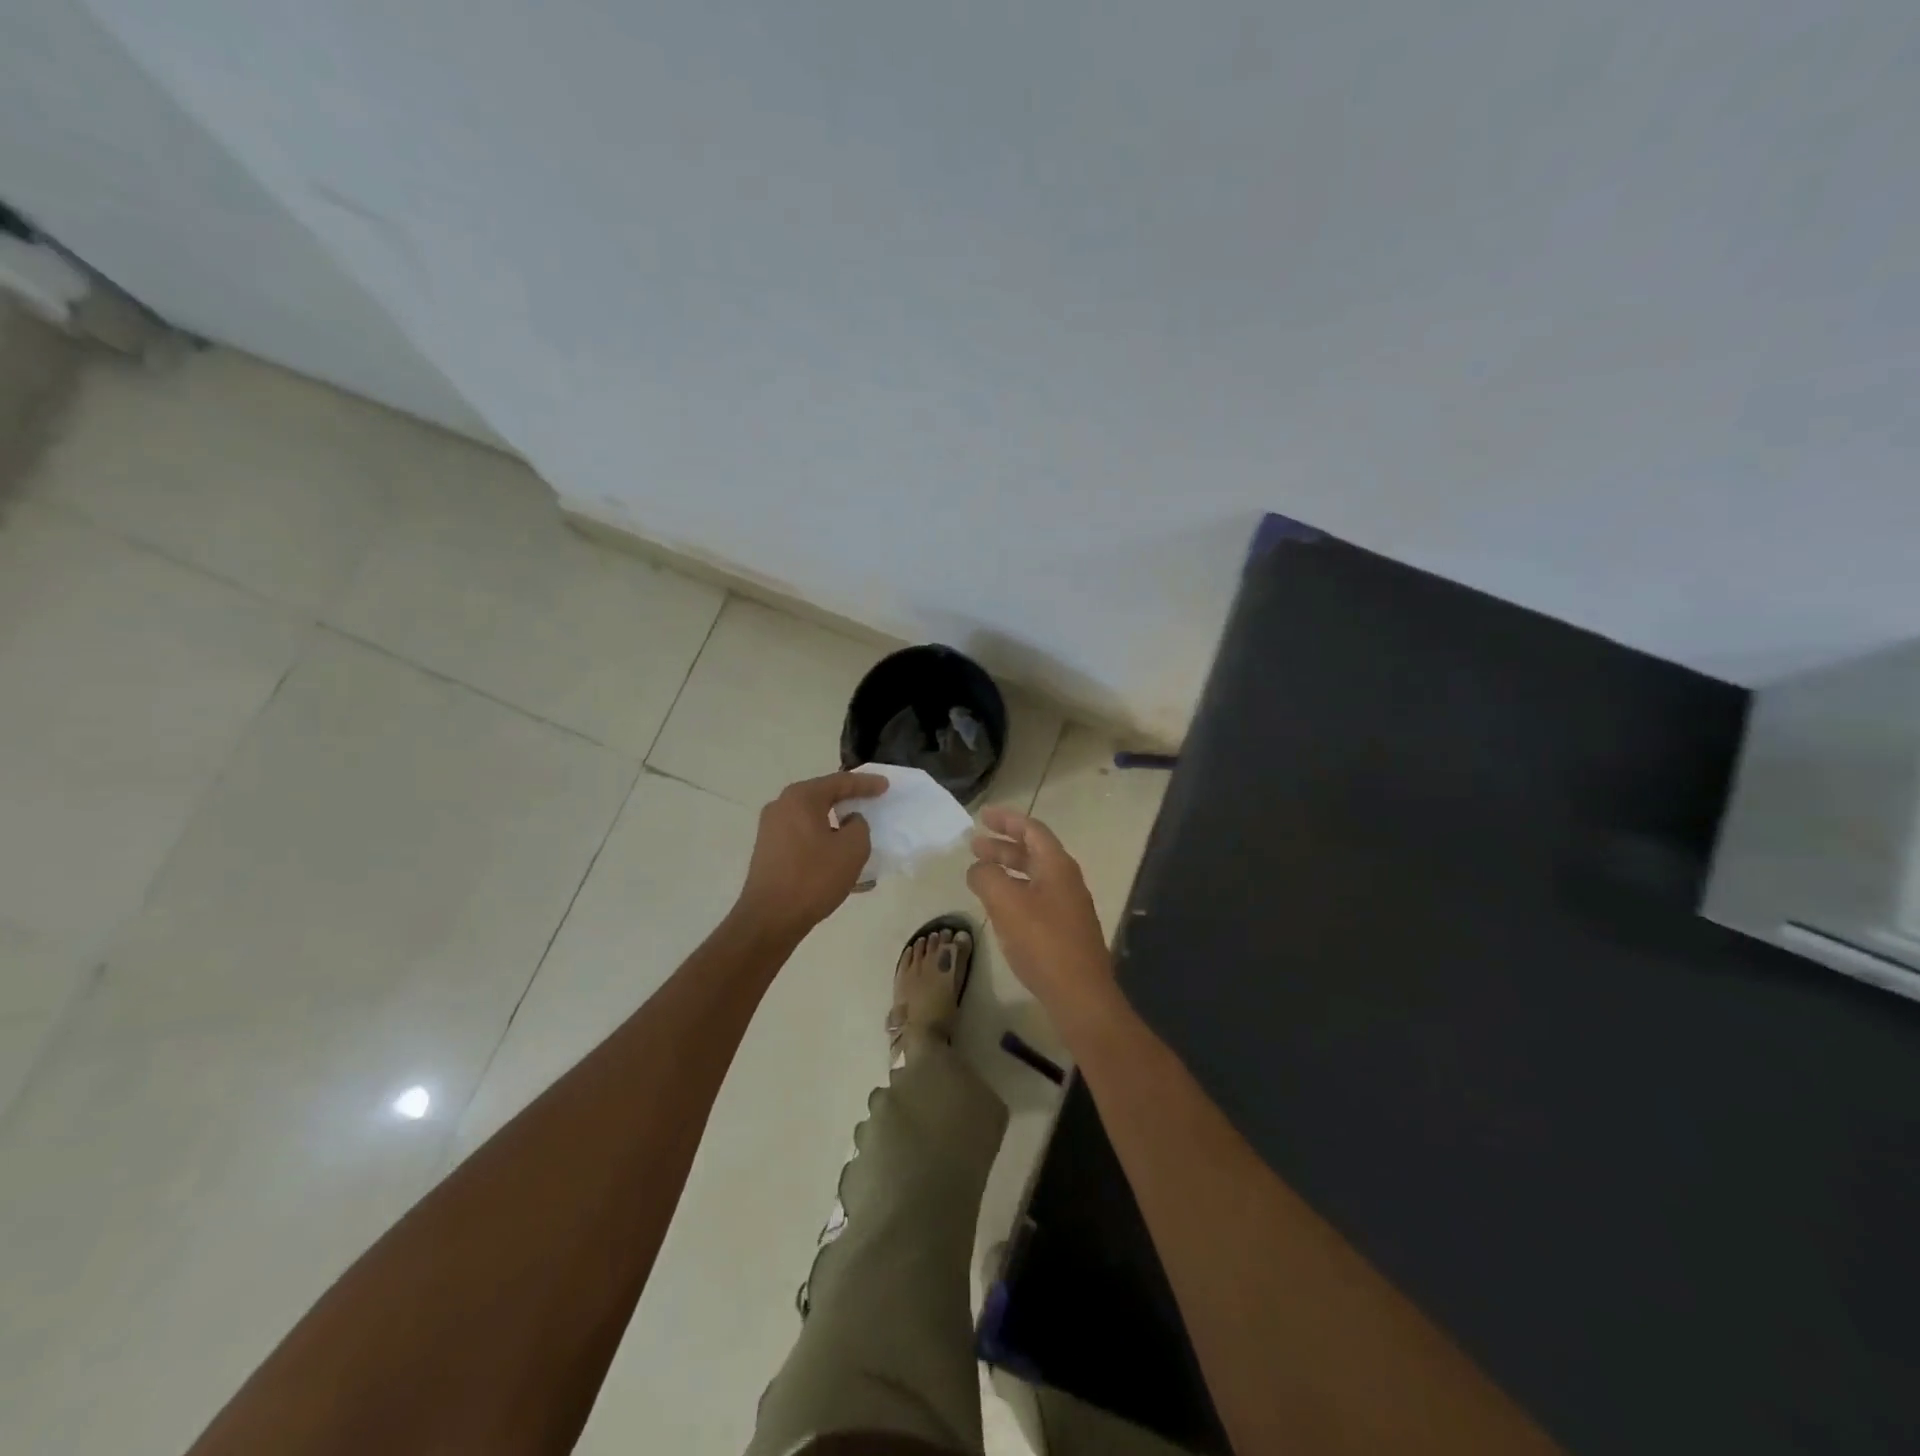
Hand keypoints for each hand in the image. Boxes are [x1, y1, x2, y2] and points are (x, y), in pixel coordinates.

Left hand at [736, 771, 886, 941]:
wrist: (770, 918)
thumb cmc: (814, 878)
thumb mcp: (852, 849)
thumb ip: (859, 826)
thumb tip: (849, 822)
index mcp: (801, 798)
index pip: (840, 782)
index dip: (866, 783)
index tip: (885, 786)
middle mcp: (781, 806)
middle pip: (822, 796)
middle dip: (848, 800)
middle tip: (871, 801)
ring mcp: (770, 829)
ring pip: (812, 818)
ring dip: (835, 824)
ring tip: (857, 832)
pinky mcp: (768, 850)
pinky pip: (803, 836)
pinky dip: (823, 840)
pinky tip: (838, 858)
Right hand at [967, 805, 1116, 1025]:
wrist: (1080, 994)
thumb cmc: (1043, 942)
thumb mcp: (1006, 903)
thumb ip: (987, 877)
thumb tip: (978, 868)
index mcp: (1057, 865)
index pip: (1032, 830)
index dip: (1007, 820)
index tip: (983, 816)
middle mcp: (1067, 880)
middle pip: (1033, 852)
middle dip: (1003, 846)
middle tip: (974, 845)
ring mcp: (1069, 906)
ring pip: (1034, 876)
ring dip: (1007, 870)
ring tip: (981, 875)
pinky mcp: (1065, 930)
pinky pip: (1036, 898)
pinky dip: (1015, 892)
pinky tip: (999, 907)